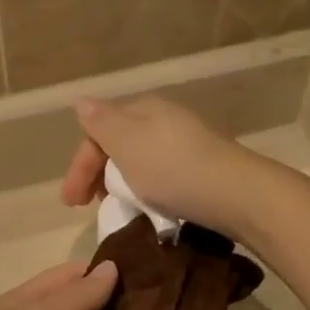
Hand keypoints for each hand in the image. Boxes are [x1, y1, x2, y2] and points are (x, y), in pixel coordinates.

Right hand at [59, 96, 268, 241]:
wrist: (237, 194)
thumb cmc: (174, 168)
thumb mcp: (128, 143)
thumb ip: (101, 123)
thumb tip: (80, 100)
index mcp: (144, 109)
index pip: (99, 131)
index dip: (80, 165)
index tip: (71, 203)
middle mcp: (165, 120)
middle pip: (119, 145)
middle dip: (98, 175)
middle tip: (88, 206)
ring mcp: (187, 143)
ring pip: (139, 162)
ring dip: (120, 185)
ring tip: (115, 209)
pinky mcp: (202, 169)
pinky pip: (161, 177)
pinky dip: (145, 192)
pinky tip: (147, 209)